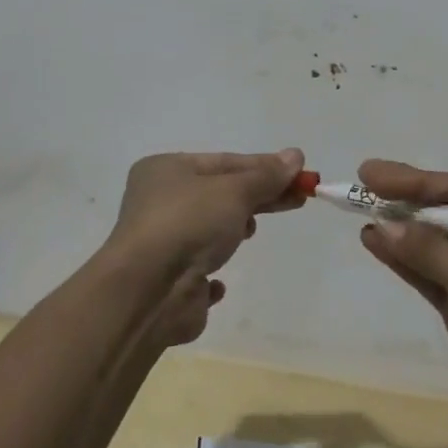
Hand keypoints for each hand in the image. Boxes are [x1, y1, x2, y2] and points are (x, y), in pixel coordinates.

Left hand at [105, 149, 305, 345]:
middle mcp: (157, 202)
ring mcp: (159, 244)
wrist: (147, 292)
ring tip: (250, 232)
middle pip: (219, 194)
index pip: (225, 162)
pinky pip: (196, 271)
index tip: (299, 174)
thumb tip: (296, 155)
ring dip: (232, 230)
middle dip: (258, 197)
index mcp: (165, 170)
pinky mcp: (166, 283)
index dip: (265, 167)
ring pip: (208, 230)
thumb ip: (266, 176)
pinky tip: (219, 282)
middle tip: (297, 199)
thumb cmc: (189, 224)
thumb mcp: (235, 191)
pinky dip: (212, 273)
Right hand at [356, 159, 447, 447]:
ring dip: (400, 230)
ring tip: (360, 213)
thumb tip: (382, 224)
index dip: (414, 180)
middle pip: (446, 212)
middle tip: (361, 183)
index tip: (371, 174)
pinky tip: (377, 244)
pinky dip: (405, 261)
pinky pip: (432, 274)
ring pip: (435, 244)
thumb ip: (430, 252)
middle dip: (405, 200)